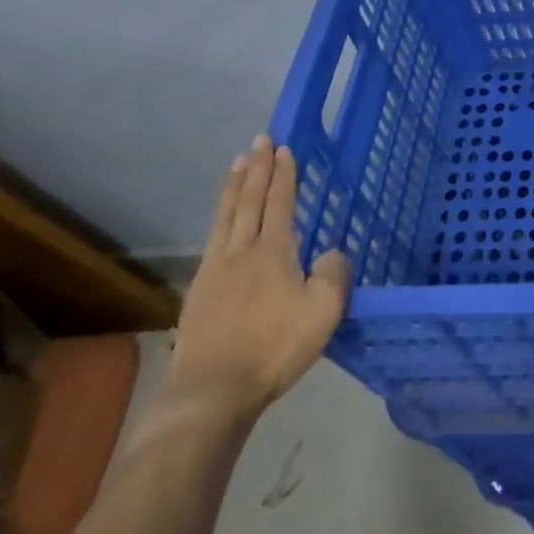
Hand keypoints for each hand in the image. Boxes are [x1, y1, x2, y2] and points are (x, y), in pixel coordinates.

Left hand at [167, 135, 351, 422]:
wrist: (212, 391)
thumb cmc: (275, 347)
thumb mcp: (324, 310)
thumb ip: (334, 273)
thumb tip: (331, 252)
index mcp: (274, 251)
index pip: (280, 202)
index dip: (283, 174)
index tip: (283, 148)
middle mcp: (242, 251)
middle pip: (249, 201)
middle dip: (256, 169)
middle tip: (259, 141)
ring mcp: (215, 271)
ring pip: (225, 216)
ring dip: (234, 187)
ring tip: (237, 164)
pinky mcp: (198, 293)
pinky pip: (212, 240)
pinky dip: (220, 218)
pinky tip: (221, 222)